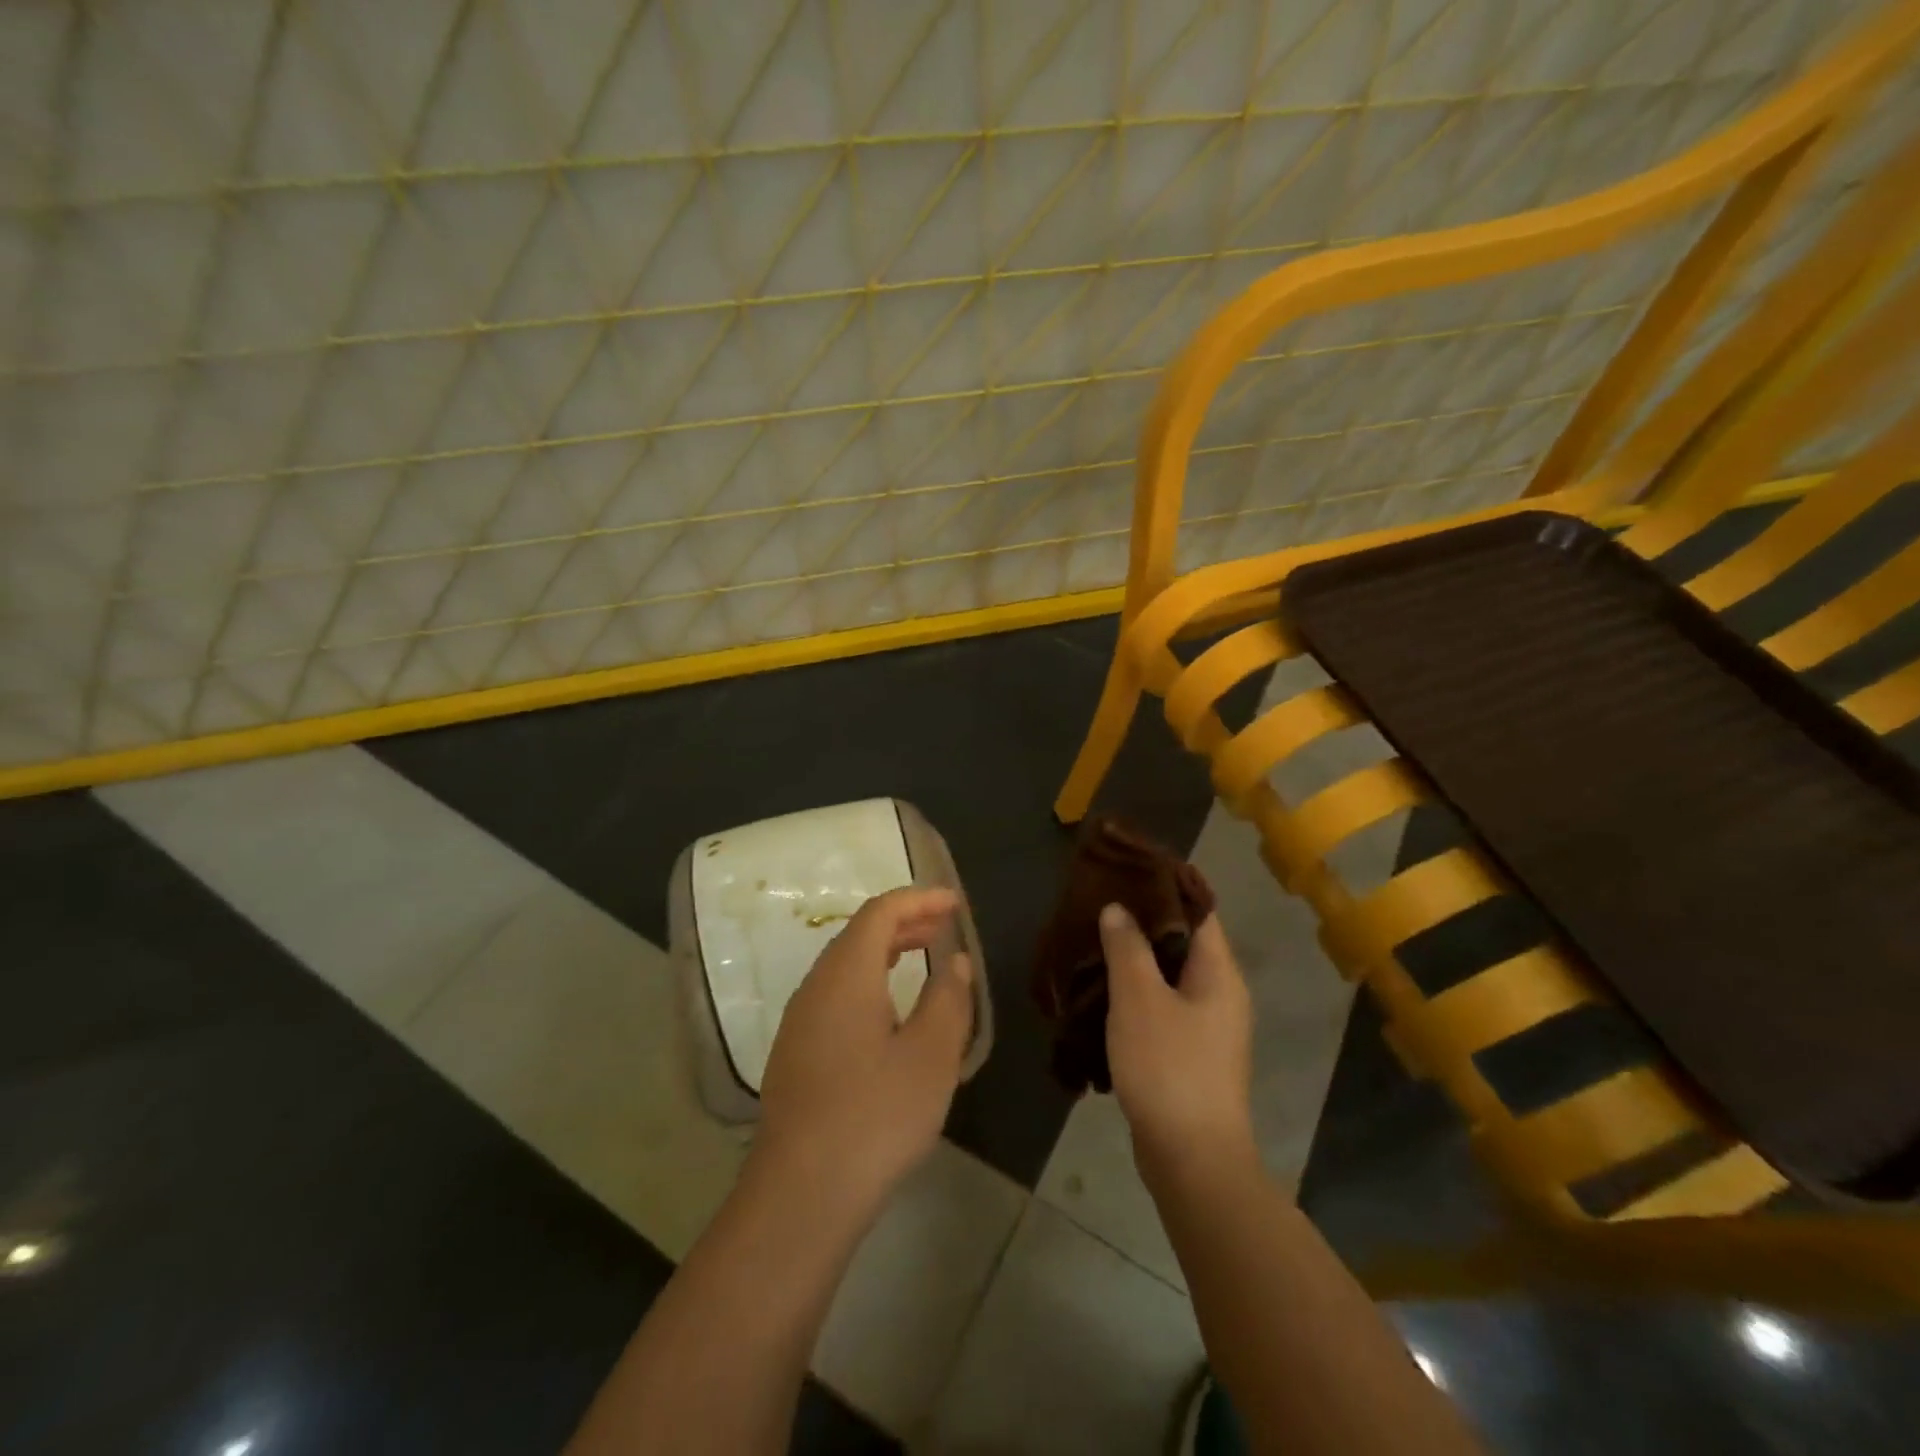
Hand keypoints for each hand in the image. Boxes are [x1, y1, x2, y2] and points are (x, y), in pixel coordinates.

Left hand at [754, 886, 975, 1220]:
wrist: (801, 1195)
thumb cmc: (875, 1116)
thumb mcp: (930, 1056)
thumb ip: (947, 999)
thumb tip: (953, 961)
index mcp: (846, 975)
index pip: (880, 913)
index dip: (919, 900)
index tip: (954, 902)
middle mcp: (816, 987)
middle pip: (859, 935)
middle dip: (904, 923)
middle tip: (944, 926)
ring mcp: (800, 1022)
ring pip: (845, 966)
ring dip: (885, 953)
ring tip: (923, 957)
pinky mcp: (795, 1054)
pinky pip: (835, 995)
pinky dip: (869, 982)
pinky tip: (890, 1013)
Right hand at [1100, 904, 1255, 1185]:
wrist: (1192, 1159)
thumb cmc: (1169, 1067)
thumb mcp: (1139, 999)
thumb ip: (1128, 947)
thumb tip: (1118, 909)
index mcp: (1219, 972)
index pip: (1198, 910)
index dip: (1165, 886)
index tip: (1126, 871)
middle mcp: (1220, 994)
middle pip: (1182, 942)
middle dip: (1142, 922)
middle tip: (1100, 905)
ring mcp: (1207, 1028)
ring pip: (1169, 977)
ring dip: (1135, 960)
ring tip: (1094, 942)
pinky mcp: (1189, 1055)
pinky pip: (1162, 1008)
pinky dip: (1135, 994)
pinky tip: (1102, 992)